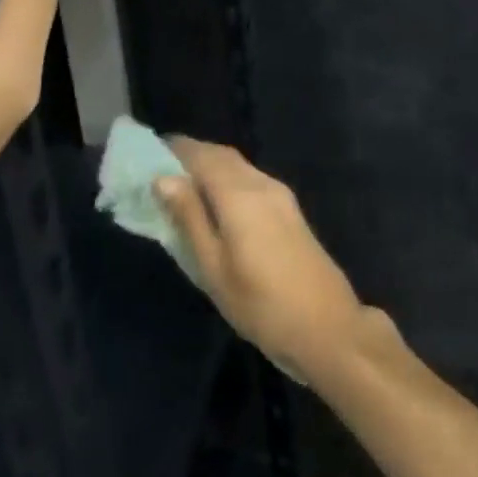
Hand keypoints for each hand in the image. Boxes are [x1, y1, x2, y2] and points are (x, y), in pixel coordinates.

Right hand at [155, 140, 365, 378]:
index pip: (202, 155)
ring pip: (238, 166)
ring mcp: (280, 194)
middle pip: (222, 155)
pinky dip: (228, 179)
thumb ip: (189, 218)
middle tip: (162, 170)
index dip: (175, 149)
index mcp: (239, 194)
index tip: (148, 153)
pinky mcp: (289, 209)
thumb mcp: (214, 268)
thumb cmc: (261, 305)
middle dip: (192, 155)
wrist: (328, 327)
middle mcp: (261, 183)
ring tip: (184, 187)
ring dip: (211, 166)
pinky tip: (216, 203)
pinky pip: (251, 179)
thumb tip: (163, 178)